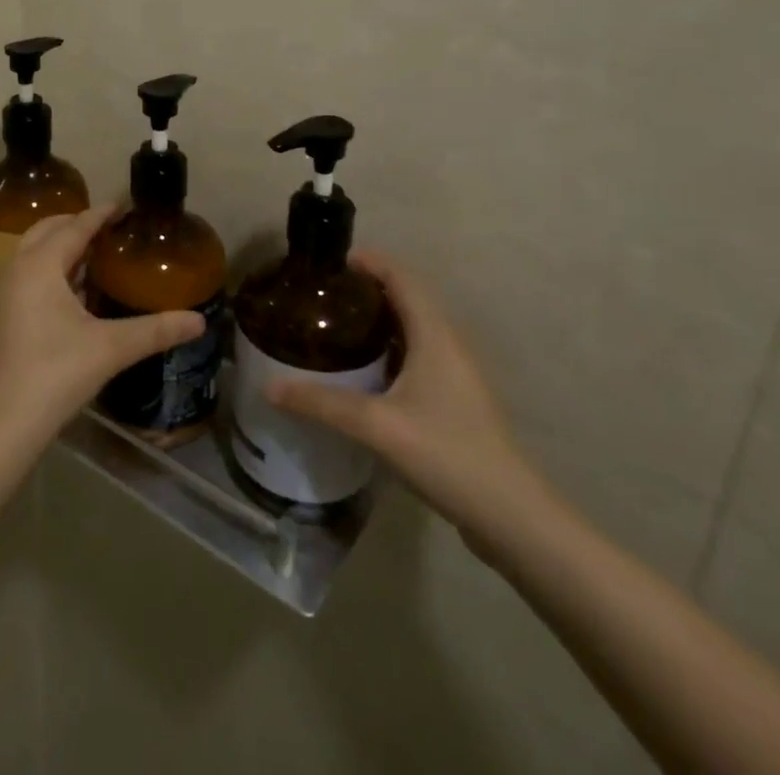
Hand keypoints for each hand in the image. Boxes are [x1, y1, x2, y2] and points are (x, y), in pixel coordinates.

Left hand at [0, 206, 204, 435]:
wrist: (7, 420)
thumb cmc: (58, 372)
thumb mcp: (112, 347)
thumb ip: (156, 330)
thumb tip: (199, 321)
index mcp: (40, 266)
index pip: (74, 228)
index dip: (99, 215)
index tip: (121, 206)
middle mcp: (16, 269)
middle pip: (46, 230)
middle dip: (75, 223)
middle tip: (108, 227)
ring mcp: (3, 292)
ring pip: (32, 252)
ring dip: (60, 246)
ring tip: (94, 252)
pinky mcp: (0, 314)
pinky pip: (26, 273)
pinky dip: (48, 267)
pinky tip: (72, 289)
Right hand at [267, 252, 541, 532]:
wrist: (510, 517)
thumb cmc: (447, 453)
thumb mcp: (376, 425)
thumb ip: (321, 403)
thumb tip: (269, 387)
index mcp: (434, 334)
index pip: (401, 277)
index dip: (369, 262)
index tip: (329, 264)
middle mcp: (447, 345)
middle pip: (406, 299)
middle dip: (365, 290)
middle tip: (322, 297)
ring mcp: (455, 375)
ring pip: (412, 330)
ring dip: (377, 321)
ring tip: (334, 328)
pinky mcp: (455, 401)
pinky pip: (416, 356)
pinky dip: (387, 350)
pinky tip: (362, 374)